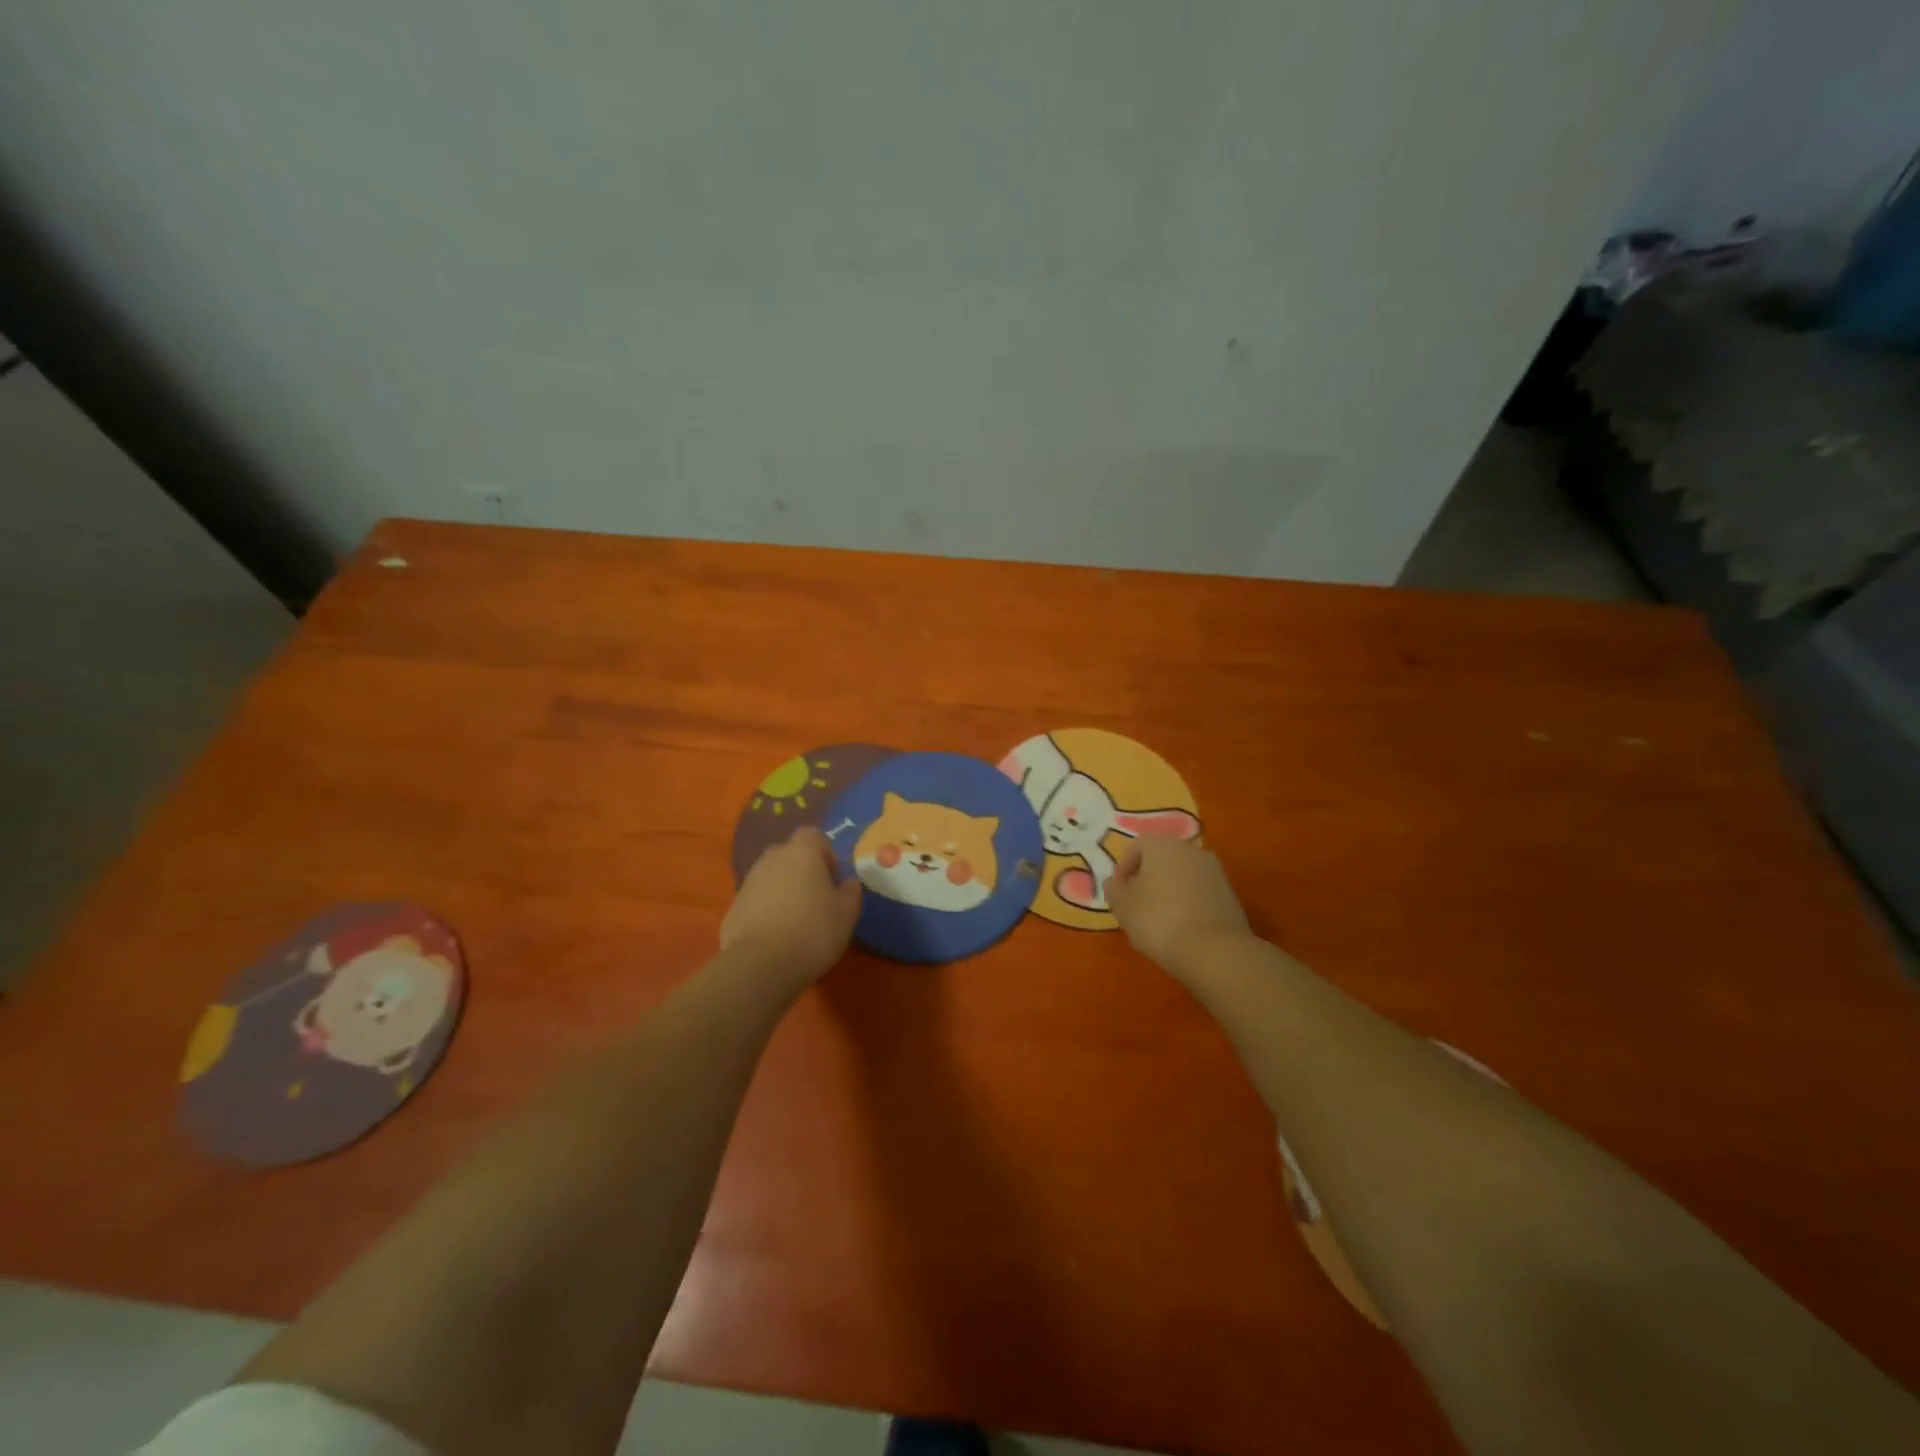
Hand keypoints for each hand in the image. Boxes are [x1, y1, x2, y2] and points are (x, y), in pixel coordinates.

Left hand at [721, 828, 863, 989]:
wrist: (759, 965)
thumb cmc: (812, 931)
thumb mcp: (846, 914)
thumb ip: (851, 892)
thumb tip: (849, 882)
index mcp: (802, 853)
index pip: (812, 834)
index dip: (825, 852)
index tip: (833, 877)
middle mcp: (772, 860)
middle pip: (788, 853)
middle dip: (802, 869)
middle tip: (816, 896)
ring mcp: (748, 883)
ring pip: (770, 877)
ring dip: (783, 890)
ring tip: (796, 919)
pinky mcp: (732, 908)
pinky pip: (755, 901)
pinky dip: (766, 910)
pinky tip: (776, 936)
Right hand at [1106, 838, 1251, 974]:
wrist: (1214, 951)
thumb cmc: (1158, 920)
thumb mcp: (1122, 906)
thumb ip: (1114, 888)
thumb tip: (1116, 881)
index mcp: (1162, 845)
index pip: (1135, 847)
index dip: (1123, 869)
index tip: (1119, 894)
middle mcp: (1191, 850)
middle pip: (1162, 859)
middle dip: (1147, 878)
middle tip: (1137, 906)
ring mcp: (1214, 871)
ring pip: (1182, 875)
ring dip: (1169, 891)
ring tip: (1160, 920)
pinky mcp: (1230, 894)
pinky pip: (1200, 892)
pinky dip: (1189, 903)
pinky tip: (1182, 927)